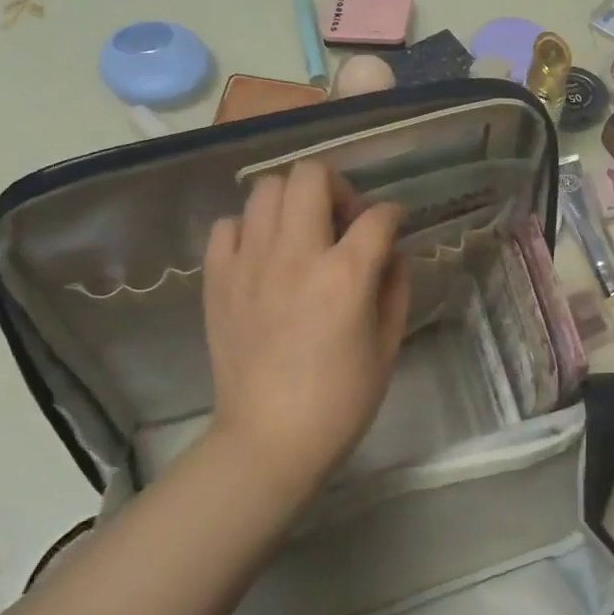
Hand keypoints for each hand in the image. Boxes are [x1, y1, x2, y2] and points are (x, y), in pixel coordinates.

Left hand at [200, 161, 409, 494]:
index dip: (393, 215)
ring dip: (293, 202)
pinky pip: (228, 225)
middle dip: (338, 188)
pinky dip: (250, 229)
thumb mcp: (389, 343)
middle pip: (312, 176)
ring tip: (302, 234)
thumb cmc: (342, 398)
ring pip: (266, 189)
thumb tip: (390, 252)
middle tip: (343, 222)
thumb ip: (395, 286)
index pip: (378, 216)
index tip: (392, 227)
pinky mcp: (218, 279)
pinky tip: (264, 255)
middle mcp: (296, 255)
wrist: (270, 438)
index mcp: (346, 275)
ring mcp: (250, 263)